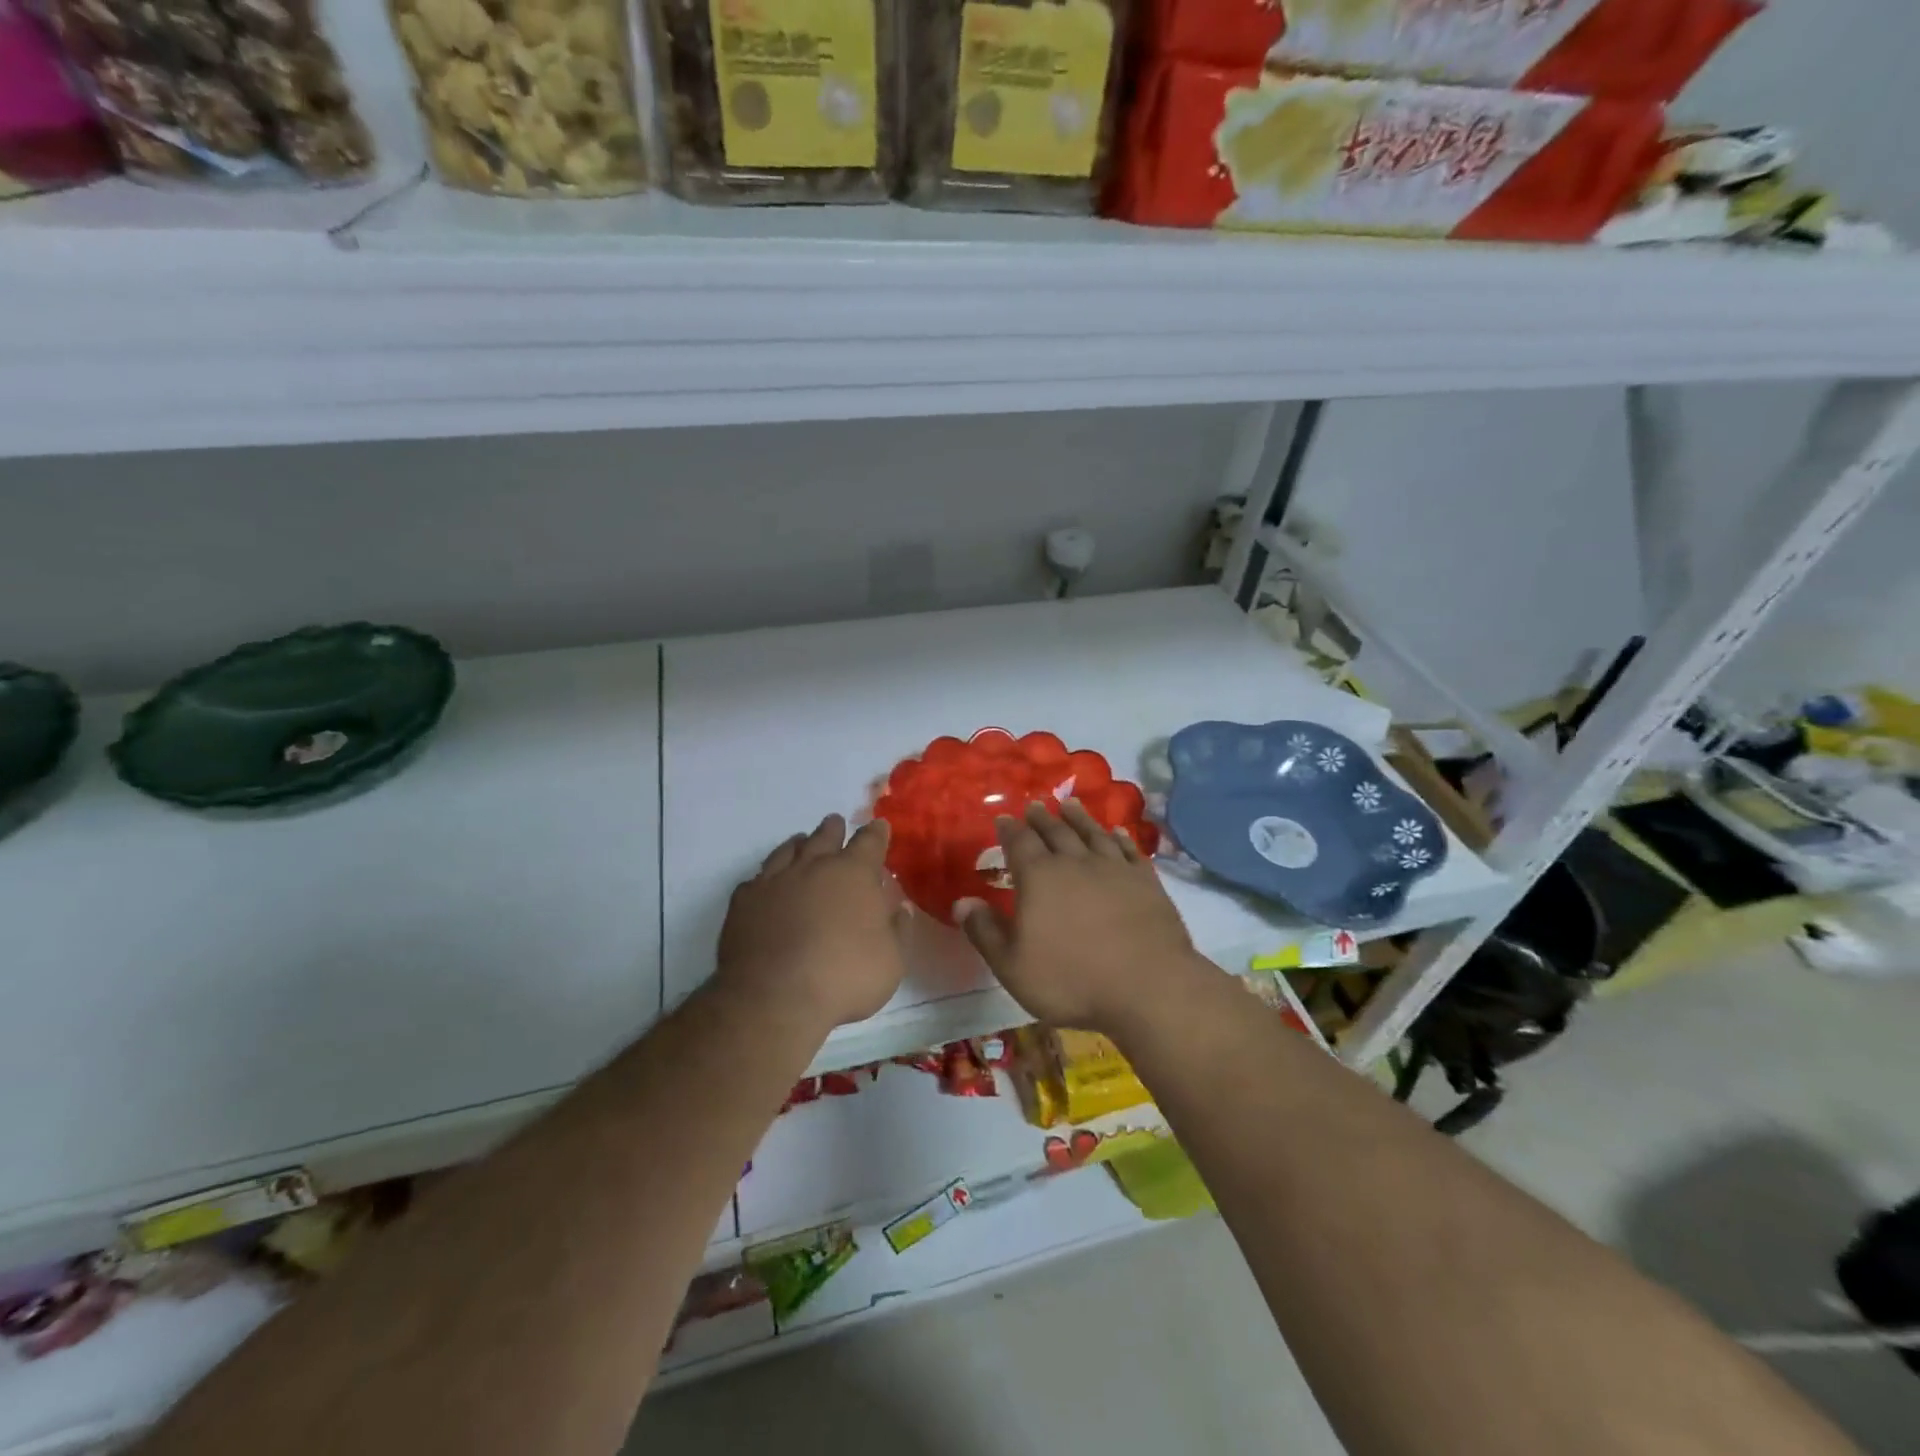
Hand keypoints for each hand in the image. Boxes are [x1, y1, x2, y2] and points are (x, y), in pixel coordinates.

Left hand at [717, 814, 907, 1032]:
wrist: (774, 998)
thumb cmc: (844, 977)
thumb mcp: (891, 961)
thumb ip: (898, 930)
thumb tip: (900, 908)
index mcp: (854, 873)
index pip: (869, 841)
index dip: (876, 833)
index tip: (879, 827)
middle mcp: (814, 866)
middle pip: (825, 836)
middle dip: (834, 829)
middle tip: (836, 824)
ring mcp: (775, 880)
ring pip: (788, 850)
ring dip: (798, 844)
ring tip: (801, 843)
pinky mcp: (744, 901)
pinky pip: (757, 879)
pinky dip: (767, 877)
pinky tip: (767, 885)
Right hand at [955, 801, 1208, 1035]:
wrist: (1147, 987)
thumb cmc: (1071, 979)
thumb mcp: (1013, 966)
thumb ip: (985, 932)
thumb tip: (961, 902)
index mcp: (1039, 877)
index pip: (1019, 843)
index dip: (1009, 829)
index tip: (1003, 818)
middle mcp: (1075, 862)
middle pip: (1055, 832)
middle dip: (1041, 818)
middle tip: (1034, 806)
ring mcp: (1113, 868)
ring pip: (1091, 833)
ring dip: (1079, 818)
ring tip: (1069, 805)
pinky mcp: (1145, 881)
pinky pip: (1128, 849)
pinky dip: (1119, 837)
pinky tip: (1116, 831)